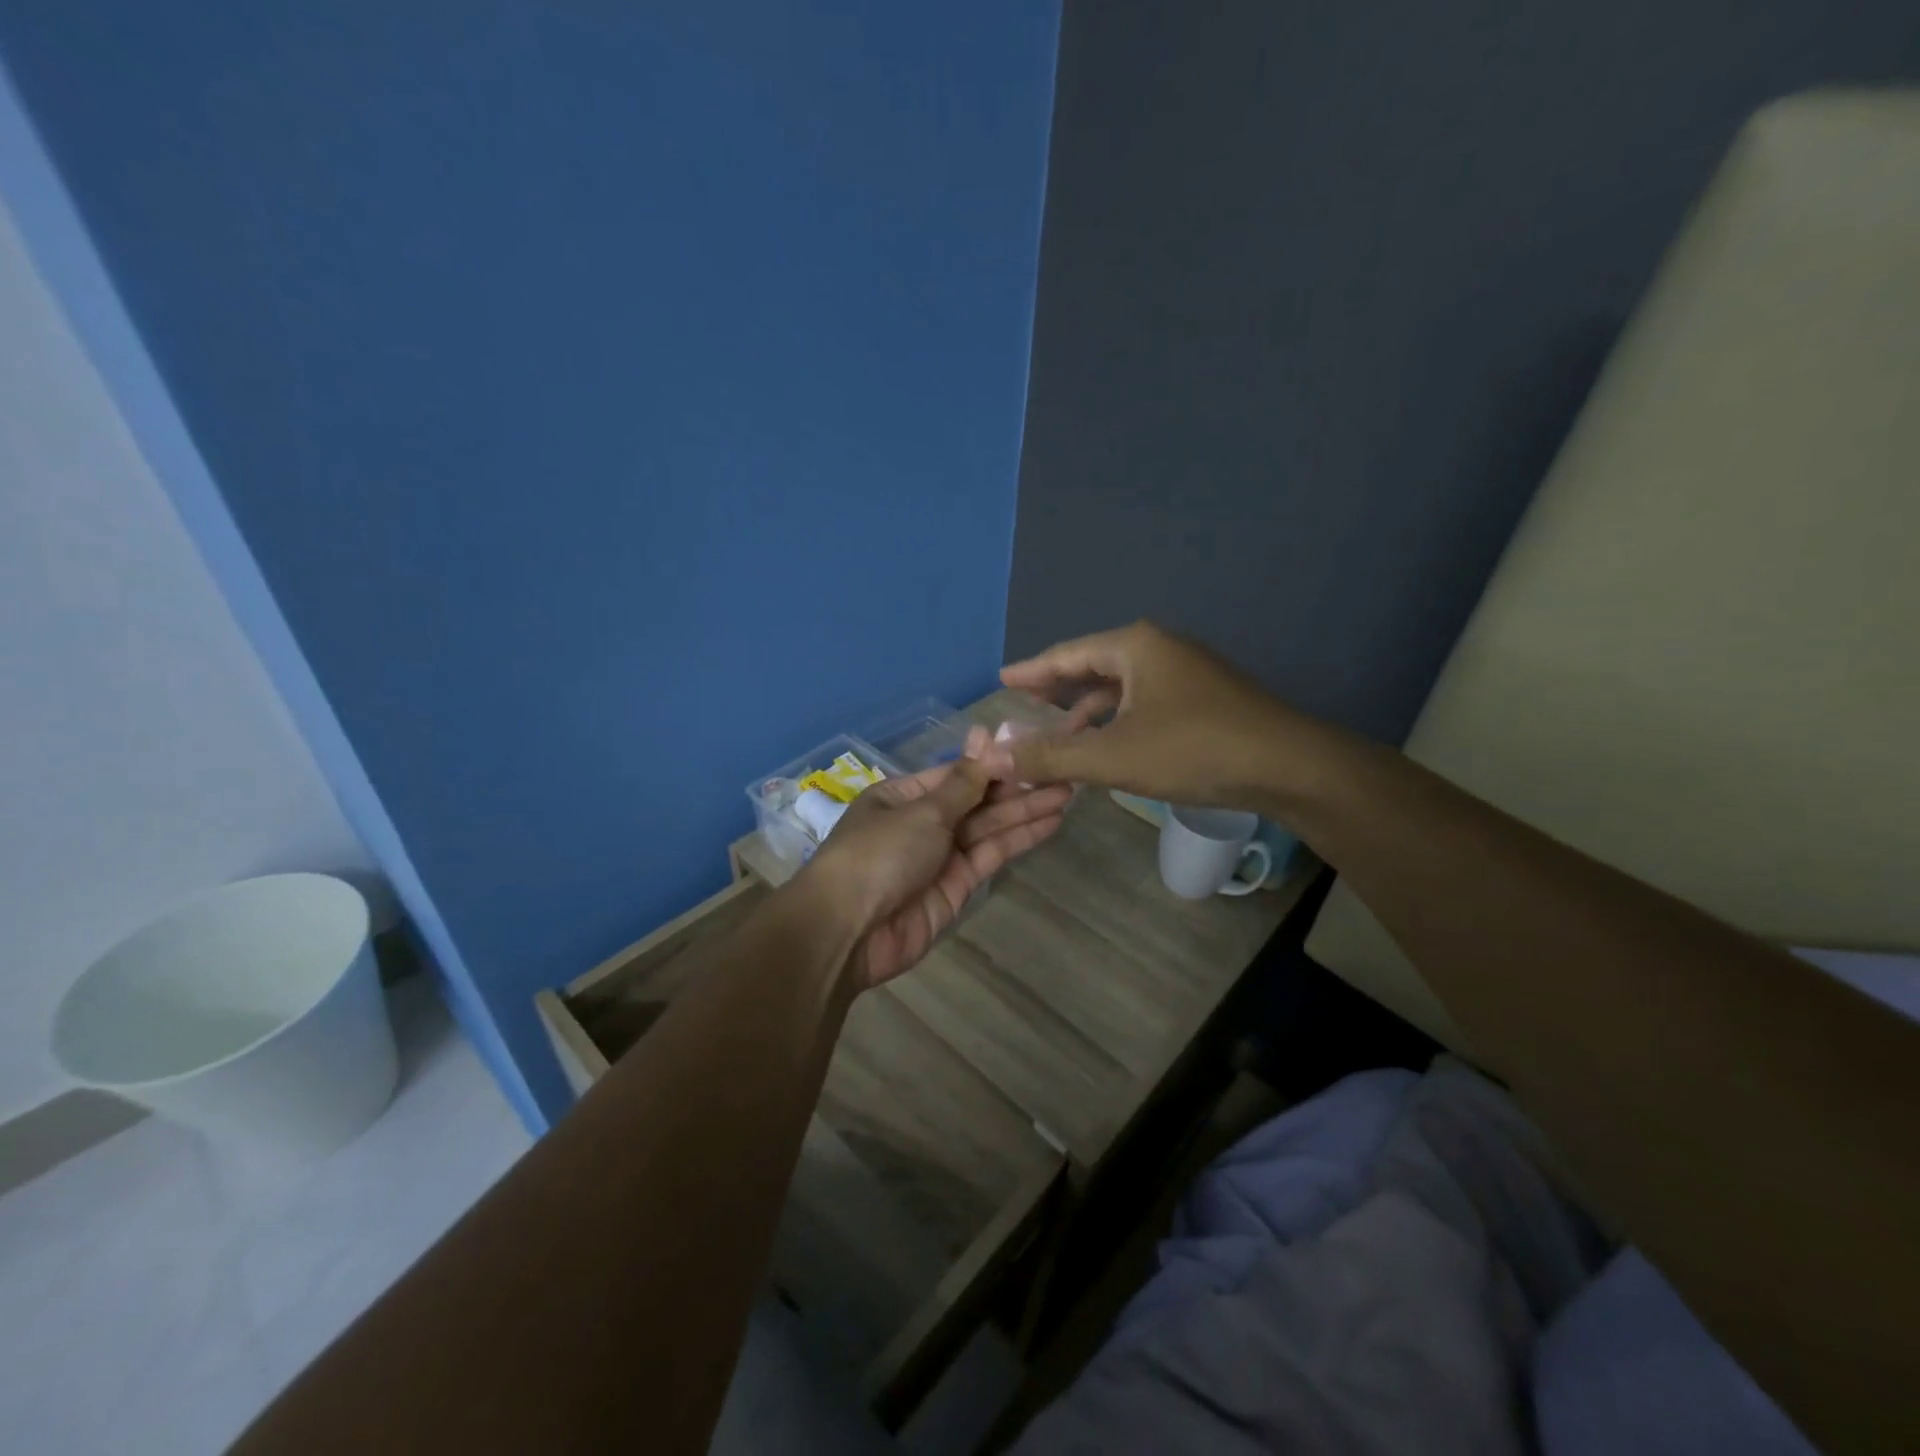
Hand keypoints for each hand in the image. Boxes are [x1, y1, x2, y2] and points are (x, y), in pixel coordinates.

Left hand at [801, 760, 1070, 988]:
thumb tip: (984, 736)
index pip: (957, 773)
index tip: (1034, 750)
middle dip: (1017, 787)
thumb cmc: (879, 854)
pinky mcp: (957, 887)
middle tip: (1064, 771)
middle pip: (976, 800)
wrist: (849, 931)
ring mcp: (941, 855)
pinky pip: (991, 855)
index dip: (995, 763)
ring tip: (1068, 791)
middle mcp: (923, 822)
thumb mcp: (922, 811)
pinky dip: (1018, 839)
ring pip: (989, 827)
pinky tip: (1050, 823)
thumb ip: (964, 782)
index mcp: (904, 796)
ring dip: (1025, 810)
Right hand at [983, 620, 1312, 811]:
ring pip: (1122, 687)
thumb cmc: (1195, 750)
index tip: (1003, 680)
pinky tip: (1111, 746)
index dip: (1031, 670)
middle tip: (1025, 705)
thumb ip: (1051, 755)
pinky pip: (1145, 702)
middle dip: (1058, 690)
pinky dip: (1119, 721)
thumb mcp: (1113, 756)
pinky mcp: (1206, 698)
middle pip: (1093, 666)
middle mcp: (1160, 649)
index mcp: (1135, 647)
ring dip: (1089, 711)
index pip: (1066, 654)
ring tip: (1061, 735)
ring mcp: (1188, 672)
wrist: (1290, 767)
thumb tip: (994, 755)